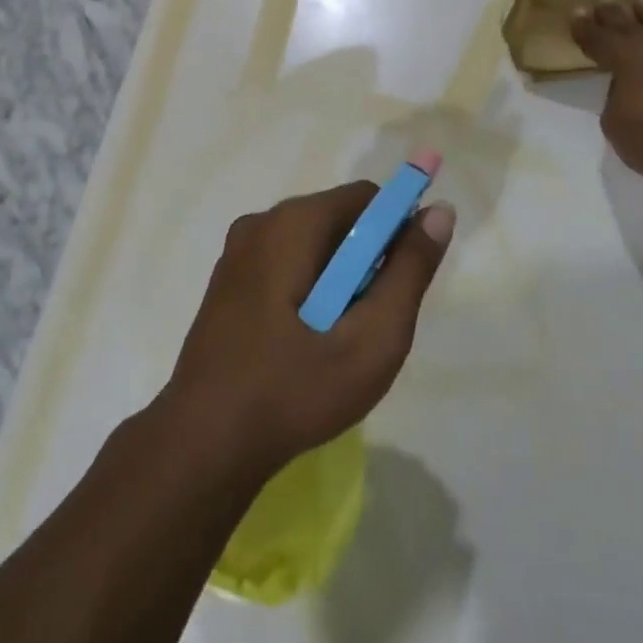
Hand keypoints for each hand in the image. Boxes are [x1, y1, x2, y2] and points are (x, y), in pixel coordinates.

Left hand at [160, 161, 455, 478]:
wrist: (203, 443)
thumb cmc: (294, 389)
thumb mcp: (372, 338)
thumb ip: (410, 270)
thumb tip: (439, 211)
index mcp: (292, 224)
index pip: (366, 198)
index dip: (397, 230)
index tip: (403, 282)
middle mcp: (260, 223)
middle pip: (338, 219)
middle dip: (366, 261)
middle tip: (369, 323)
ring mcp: (237, 252)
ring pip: (312, 245)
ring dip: (339, 280)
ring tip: (337, 340)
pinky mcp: (227, 281)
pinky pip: (285, 264)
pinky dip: (309, 289)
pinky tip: (305, 343)